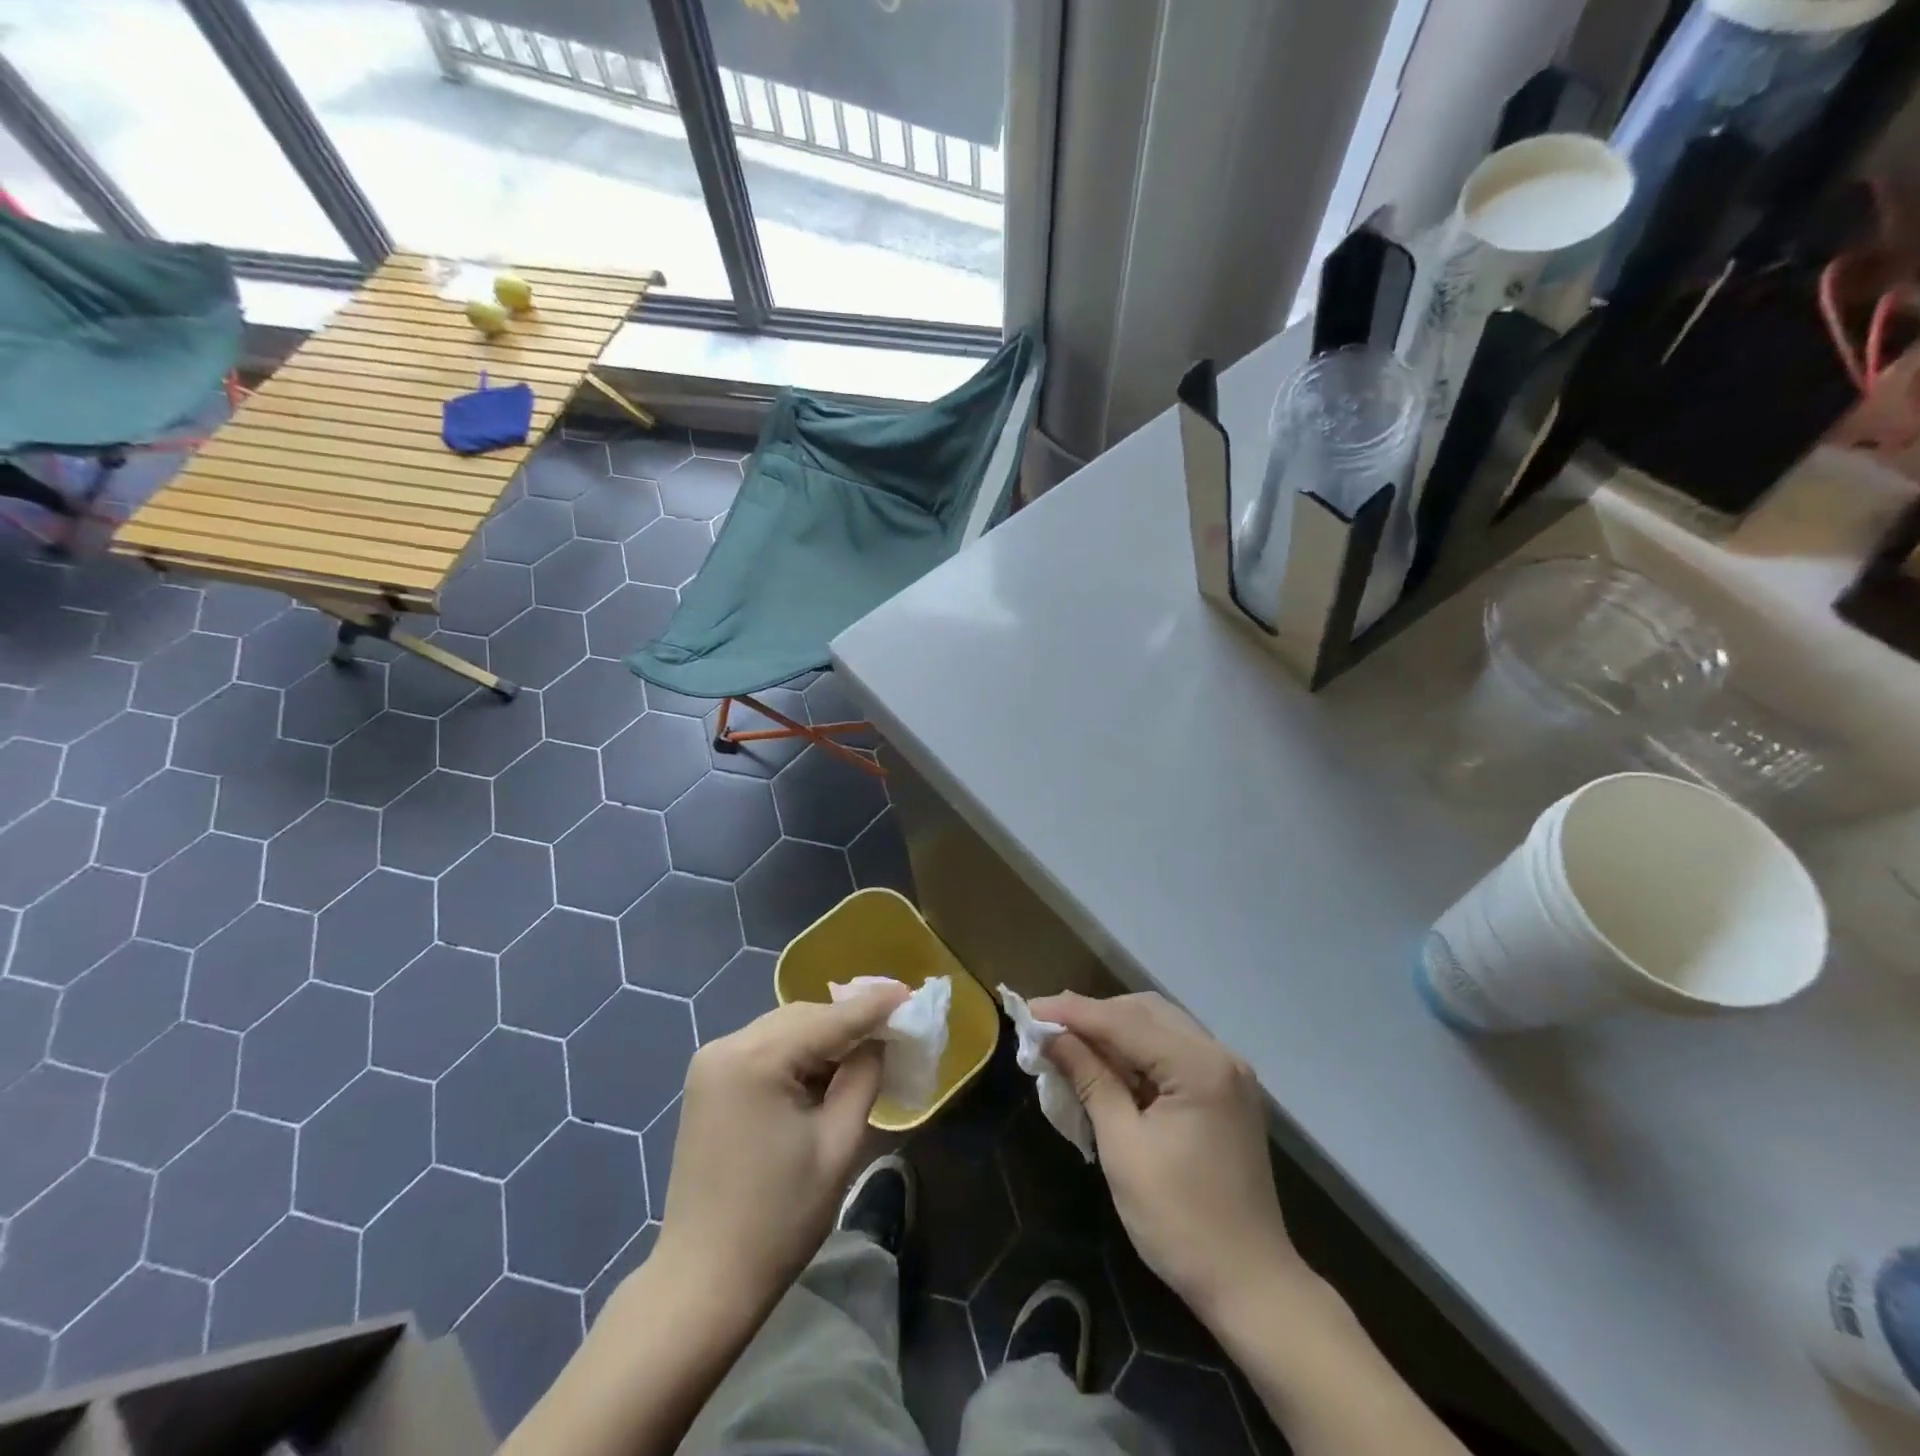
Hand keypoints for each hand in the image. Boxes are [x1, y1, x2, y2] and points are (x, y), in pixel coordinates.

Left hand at [656, 986, 906, 1314]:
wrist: (703, 1282)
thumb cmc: (779, 1218)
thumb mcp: (838, 1144)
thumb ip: (863, 1078)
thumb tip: (878, 1040)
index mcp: (757, 1058)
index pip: (829, 1019)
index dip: (874, 1005)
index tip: (911, 993)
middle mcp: (727, 1045)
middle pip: (803, 1017)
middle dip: (848, 1020)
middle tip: (893, 1025)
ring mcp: (711, 1062)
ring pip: (784, 1030)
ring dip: (824, 1037)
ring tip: (866, 1048)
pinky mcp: (708, 1082)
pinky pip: (764, 1049)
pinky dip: (797, 1054)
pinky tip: (824, 1070)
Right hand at [1032, 991, 1302, 1321]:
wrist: (1251, 1286)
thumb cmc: (1179, 1221)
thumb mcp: (1123, 1147)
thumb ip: (1089, 1079)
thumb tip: (1051, 1036)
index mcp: (1198, 1066)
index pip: (1123, 1021)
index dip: (1071, 1012)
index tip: (1028, 1008)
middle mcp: (1219, 1055)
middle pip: (1144, 1012)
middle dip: (1094, 1016)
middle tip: (1048, 1029)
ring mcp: (1228, 1072)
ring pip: (1159, 1026)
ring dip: (1115, 1031)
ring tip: (1071, 1045)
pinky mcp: (1227, 1092)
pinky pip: (1173, 1051)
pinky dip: (1138, 1051)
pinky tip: (1109, 1067)